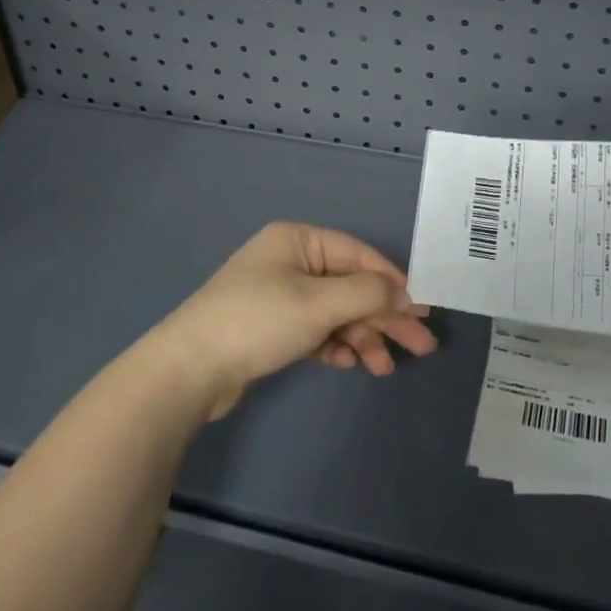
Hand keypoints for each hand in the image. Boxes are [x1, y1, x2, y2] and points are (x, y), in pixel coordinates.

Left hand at [154, 222, 438, 417]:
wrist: (188, 370)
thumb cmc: (258, 321)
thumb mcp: (319, 303)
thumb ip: (367, 294)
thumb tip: (406, 293)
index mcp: (299, 240)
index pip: (359, 256)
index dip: (393, 281)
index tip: (423, 308)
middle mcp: (290, 261)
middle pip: (350, 285)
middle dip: (383, 316)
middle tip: (420, 345)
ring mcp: (279, 294)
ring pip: (335, 311)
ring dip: (362, 336)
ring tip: (383, 368)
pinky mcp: (270, 327)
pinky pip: (315, 330)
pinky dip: (334, 345)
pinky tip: (346, 364)